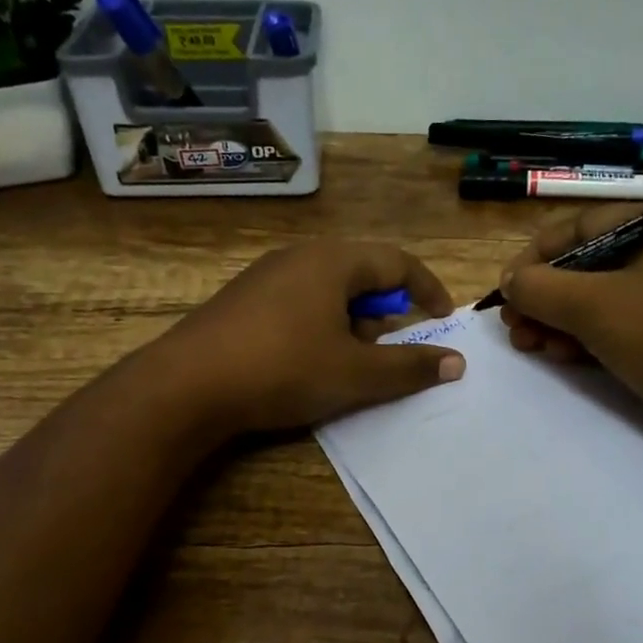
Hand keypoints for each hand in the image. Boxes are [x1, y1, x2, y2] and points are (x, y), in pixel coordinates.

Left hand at [151, 239, 465, 435]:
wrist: (186, 385)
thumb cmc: (283, 369)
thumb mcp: (356, 374)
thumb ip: (410, 367)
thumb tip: (456, 362)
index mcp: (333, 261)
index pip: (398, 263)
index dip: (428, 291)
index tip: (443, 320)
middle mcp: (300, 256)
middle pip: (362, 275)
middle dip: (387, 313)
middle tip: (392, 350)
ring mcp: (265, 276)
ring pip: (329, 291)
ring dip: (353, 324)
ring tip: (350, 363)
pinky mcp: (242, 300)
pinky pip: (299, 303)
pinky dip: (321, 327)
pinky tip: (307, 363)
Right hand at [499, 206, 642, 477]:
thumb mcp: (595, 306)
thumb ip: (541, 288)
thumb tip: (510, 281)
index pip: (579, 227)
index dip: (535, 257)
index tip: (504, 291)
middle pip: (587, 266)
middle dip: (544, 297)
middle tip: (513, 327)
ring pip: (599, 301)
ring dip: (558, 322)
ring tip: (529, 346)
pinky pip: (619, 328)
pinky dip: (586, 339)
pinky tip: (560, 358)